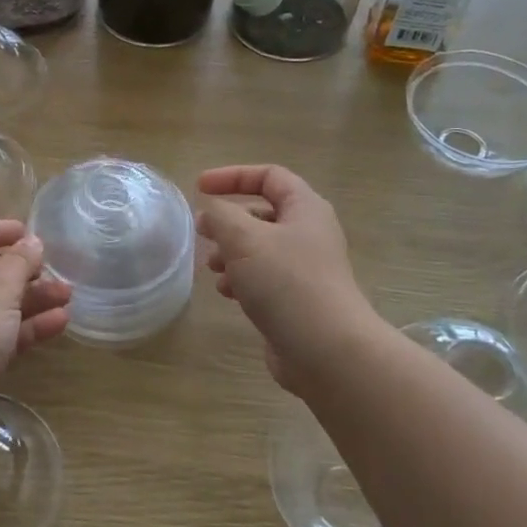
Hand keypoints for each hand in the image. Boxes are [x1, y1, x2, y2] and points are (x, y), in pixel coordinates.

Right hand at [196, 165, 382, 394]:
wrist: (326, 350)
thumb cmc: (286, 282)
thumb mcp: (244, 239)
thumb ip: (221, 217)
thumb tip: (210, 213)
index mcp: (305, 209)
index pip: (269, 176)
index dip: (233, 176)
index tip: (199, 187)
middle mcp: (309, 234)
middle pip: (263, 213)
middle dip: (228, 221)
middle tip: (202, 233)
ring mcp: (306, 269)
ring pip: (260, 249)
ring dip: (231, 253)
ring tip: (212, 268)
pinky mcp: (298, 299)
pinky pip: (264, 278)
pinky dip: (242, 279)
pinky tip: (227, 293)